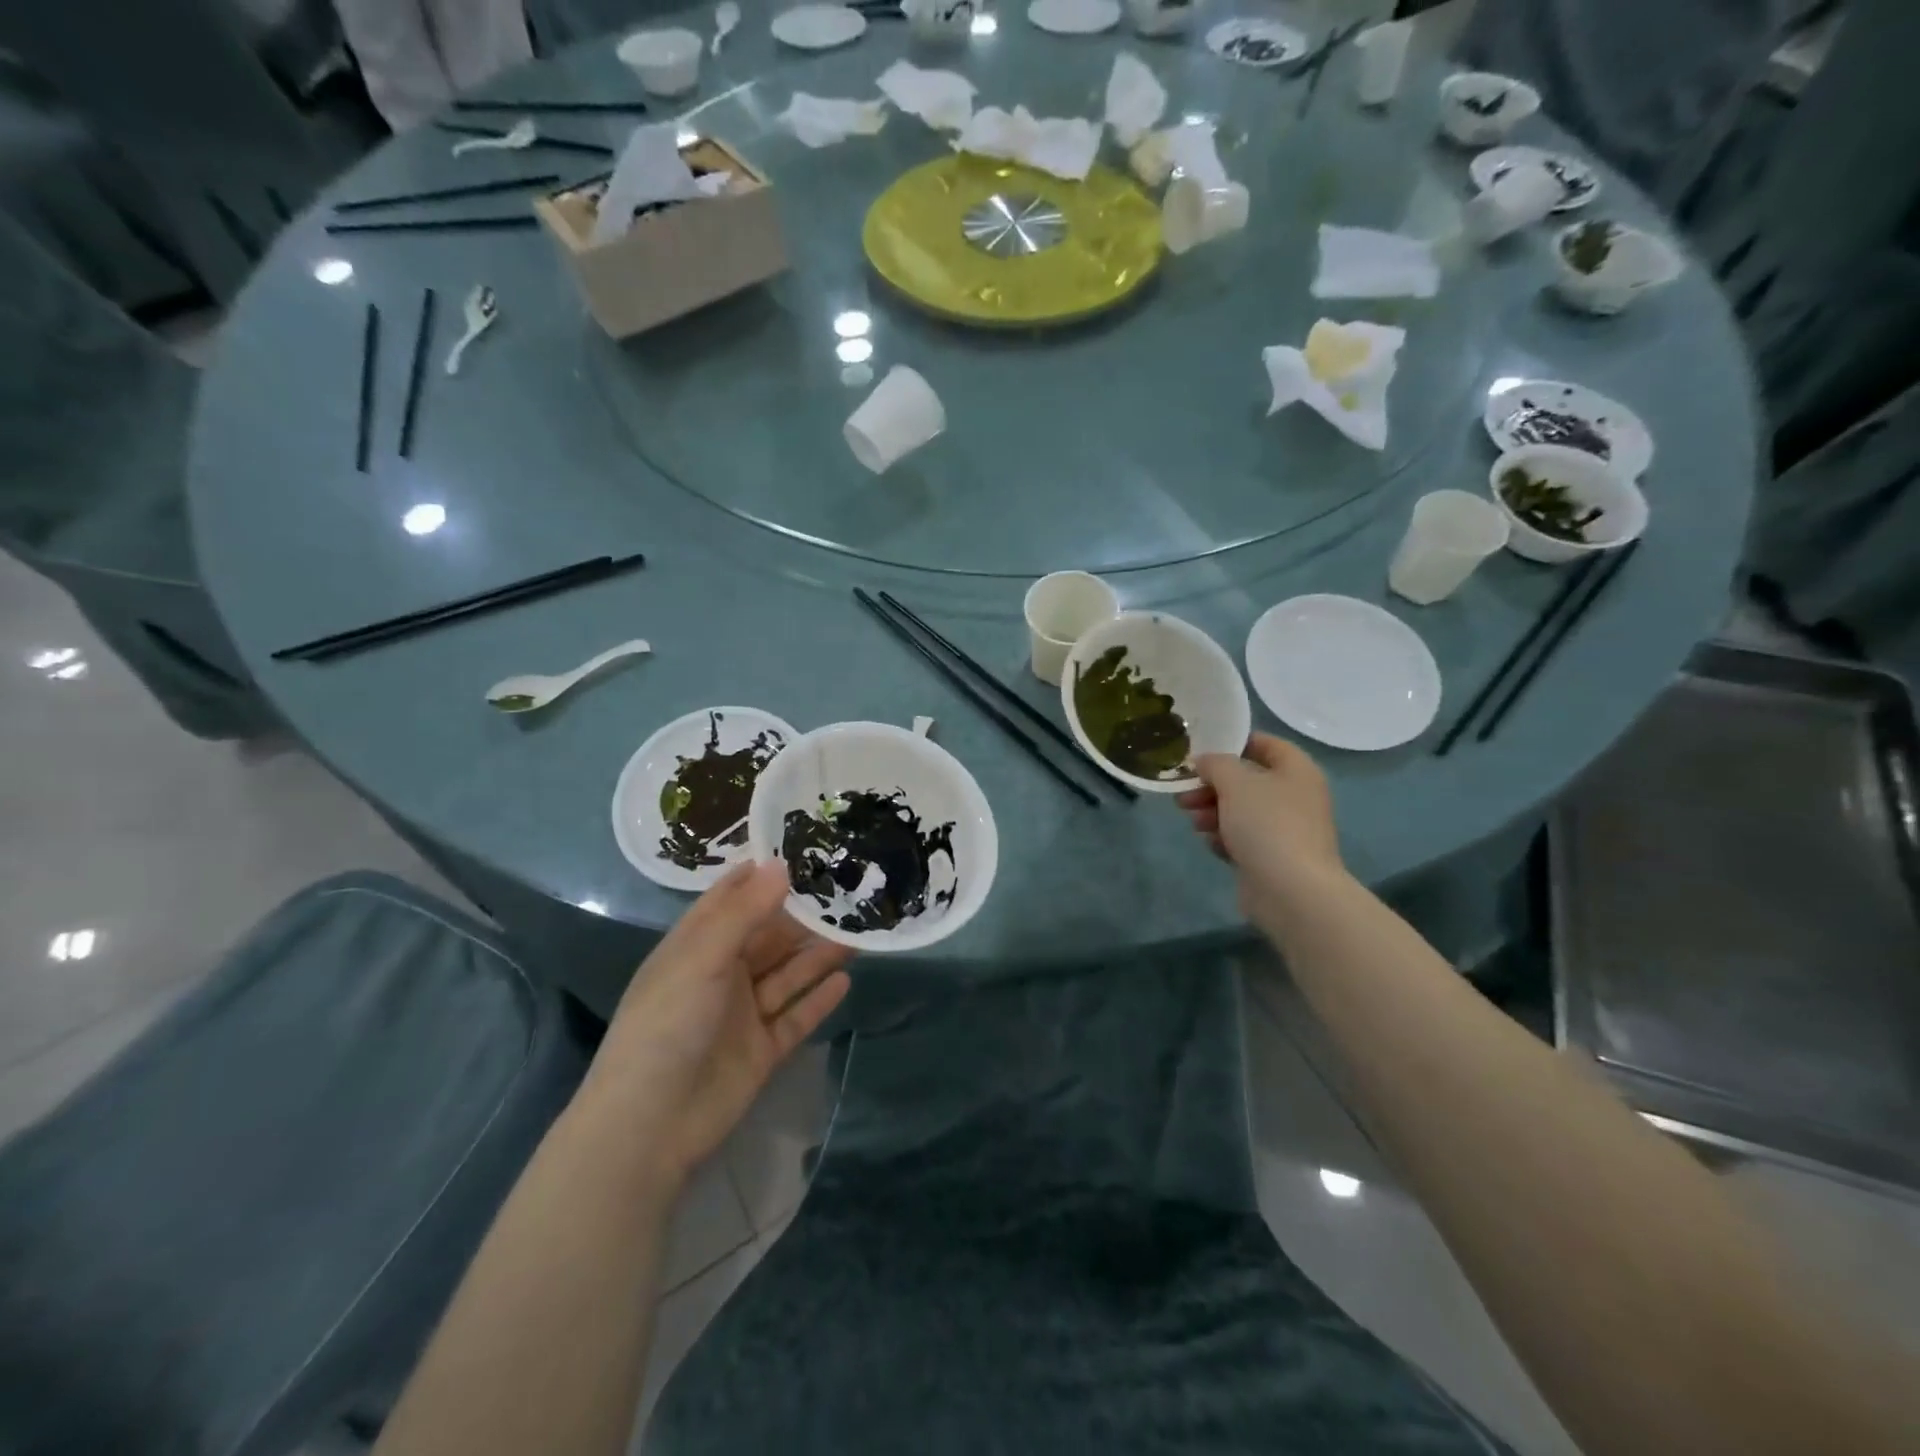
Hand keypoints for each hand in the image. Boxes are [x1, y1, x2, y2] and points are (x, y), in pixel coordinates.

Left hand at [582, 862, 851, 1187]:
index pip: (731, 900)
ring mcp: (743, 1014)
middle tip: (848, 892)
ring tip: (858, 932)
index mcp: (696, 948)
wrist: (650, 1126)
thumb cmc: (667, 1026)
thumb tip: (782, 865)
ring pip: (788, 975)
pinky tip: (846, 980)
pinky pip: (796, 1017)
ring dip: (818, 955)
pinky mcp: (762, 1050)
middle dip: (804, 917)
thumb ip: (745, 913)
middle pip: (769, 937)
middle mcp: (721, 975)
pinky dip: (819, 999)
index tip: (804, 850)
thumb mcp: (702, 959)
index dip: (763, 876)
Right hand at [1177, 733, 1345, 926]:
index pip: (1266, 744)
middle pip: (1247, 781)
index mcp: (1296, 771)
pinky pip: (1243, 839)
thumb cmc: (1267, 825)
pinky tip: (1212, 845)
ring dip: (1213, 812)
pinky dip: (1225, 838)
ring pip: (1241, 811)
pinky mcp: (1272, 857)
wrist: (1291, 891)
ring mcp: (1285, 829)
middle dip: (1212, 786)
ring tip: (1194, 821)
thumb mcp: (1235, 783)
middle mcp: (1295, 796)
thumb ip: (1216, 764)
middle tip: (1183, 793)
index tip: (1202, 751)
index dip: (1234, 743)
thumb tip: (1205, 761)